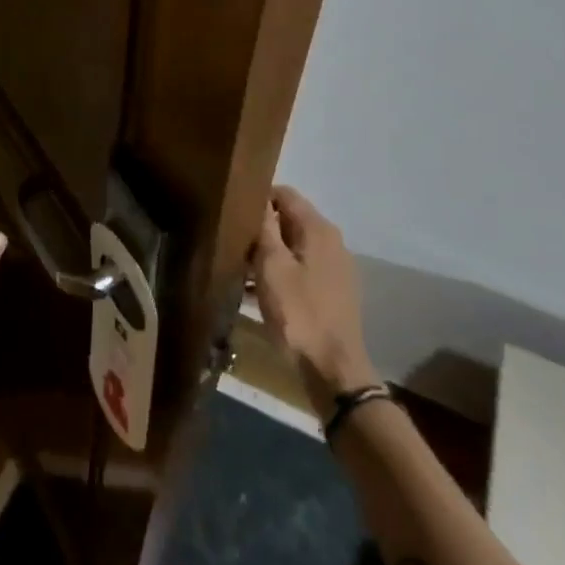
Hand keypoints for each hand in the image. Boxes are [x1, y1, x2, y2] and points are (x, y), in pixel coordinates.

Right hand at [249, 185, 376, 415]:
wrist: (333, 370)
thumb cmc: (298, 313)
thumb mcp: (272, 267)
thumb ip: (264, 228)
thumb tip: (258, 197)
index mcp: (318, 229)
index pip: (284, 193)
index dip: (256, 197)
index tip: (231, 211)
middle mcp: (331, 241)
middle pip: (289, 219)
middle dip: (260, 228)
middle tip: (230, 241)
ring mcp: (334, 268)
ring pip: (292, 247)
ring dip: (267, 254)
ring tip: (237, 269)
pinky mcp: (332, 291)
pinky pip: (300, 270)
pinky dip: (279, 274)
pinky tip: (255, 292)